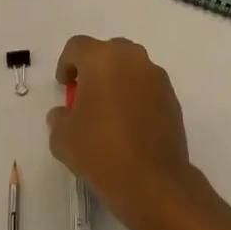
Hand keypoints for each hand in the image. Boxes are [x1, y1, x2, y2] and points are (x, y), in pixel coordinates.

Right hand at [47, 35, 199, 229]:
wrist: (153, 182)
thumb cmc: (101, 152)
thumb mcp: (62, 138)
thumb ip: (59, 117)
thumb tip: (65, 113)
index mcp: (101, 59)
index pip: (77, 46)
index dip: (66, 64)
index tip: (64, 87)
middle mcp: (132, 58)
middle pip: (107, 50)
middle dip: (94, 68)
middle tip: (86, 95)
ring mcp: (156, 76)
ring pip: (130, 67)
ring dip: (117, 80)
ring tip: (109, 111)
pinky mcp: (172, 97)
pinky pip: (147, 86)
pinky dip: (136, 96)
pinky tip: (130, 124)